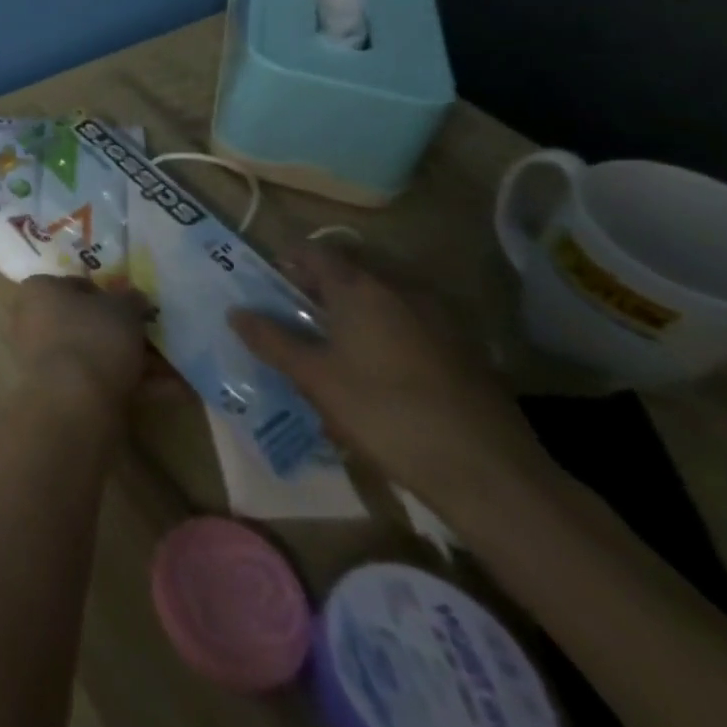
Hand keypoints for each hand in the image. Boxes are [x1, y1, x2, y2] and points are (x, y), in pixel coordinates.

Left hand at [12, 276, 158, 411]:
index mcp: (39, 290)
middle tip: (157, 342)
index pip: (77, 285)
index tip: (136, 310)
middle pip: (87, 322)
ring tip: (172, 371)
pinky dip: (130, 385)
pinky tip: (169, 393)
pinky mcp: (58, 392)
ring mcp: (44, 358)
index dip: (110, 296)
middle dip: (124, 334)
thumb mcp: (122, 308)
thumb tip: (135, 298)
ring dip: (134, 361)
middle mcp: (33, 320)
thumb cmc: (92, 338)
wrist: (72, 403)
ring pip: (95, 354)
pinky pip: (98, 382)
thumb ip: (131, 300)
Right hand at [228, 245, 551, 511]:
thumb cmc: (386, 414)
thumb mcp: (315, 379)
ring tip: (336, 350)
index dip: (288, 260)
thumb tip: (235, 312)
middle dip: (321, 288)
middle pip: (351, 273)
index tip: (269, 283)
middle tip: (297, 318)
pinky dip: (390, 336)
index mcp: (360, 289)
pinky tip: (382, 376)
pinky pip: (413, 327)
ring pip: (384, 301)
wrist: (492, 475)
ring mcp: (442, 321)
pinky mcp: (468, 353)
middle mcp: (401, 291)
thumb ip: (272, 341)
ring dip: (357, 313)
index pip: (315, 252)